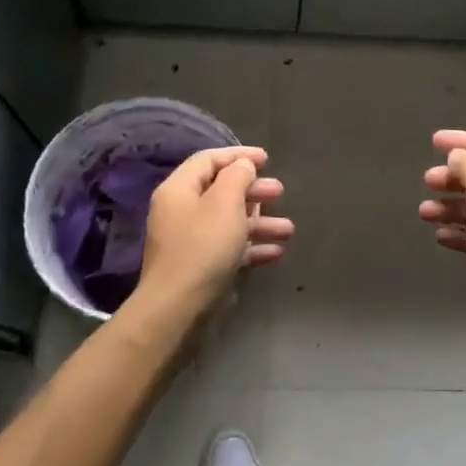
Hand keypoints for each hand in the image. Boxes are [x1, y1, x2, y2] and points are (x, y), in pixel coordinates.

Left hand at [136, 146, 292, 323]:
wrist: (177, 310)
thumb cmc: (203, 248)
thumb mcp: (225, 203)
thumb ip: (237, 177)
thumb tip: (243, 165)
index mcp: (179, 189)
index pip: (208, 160)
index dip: (238, 155)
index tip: (267, 158)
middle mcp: (180, 211)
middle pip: (221, 191)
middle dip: (253, 191)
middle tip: (280, 192)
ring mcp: (188, 241)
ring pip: (229, 222)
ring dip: (259, 222)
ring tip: (288, 229)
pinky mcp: (199, 267)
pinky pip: (228, 248)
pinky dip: (251, 247)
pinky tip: (276, 252)